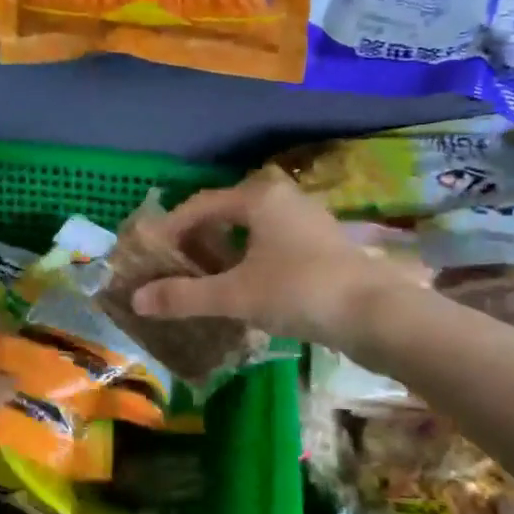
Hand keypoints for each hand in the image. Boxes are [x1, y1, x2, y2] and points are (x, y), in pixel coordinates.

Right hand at [129, 168, 408, 347]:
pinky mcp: (323, 247)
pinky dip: (250, 263)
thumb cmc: (300, 291)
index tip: (150, 252)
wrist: (377, 314)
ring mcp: (307, 223)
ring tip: (204, 280)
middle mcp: (283, 201)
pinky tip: (244, 290)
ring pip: (252, 232)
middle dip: (197, 240)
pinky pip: (273, 246)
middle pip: (227, 214)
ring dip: (225, 253)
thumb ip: (185, 296)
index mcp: (259, 198)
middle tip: (174, 266)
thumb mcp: (236, 295)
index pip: (201, 204)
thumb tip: (136, 300)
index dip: (170, 227)